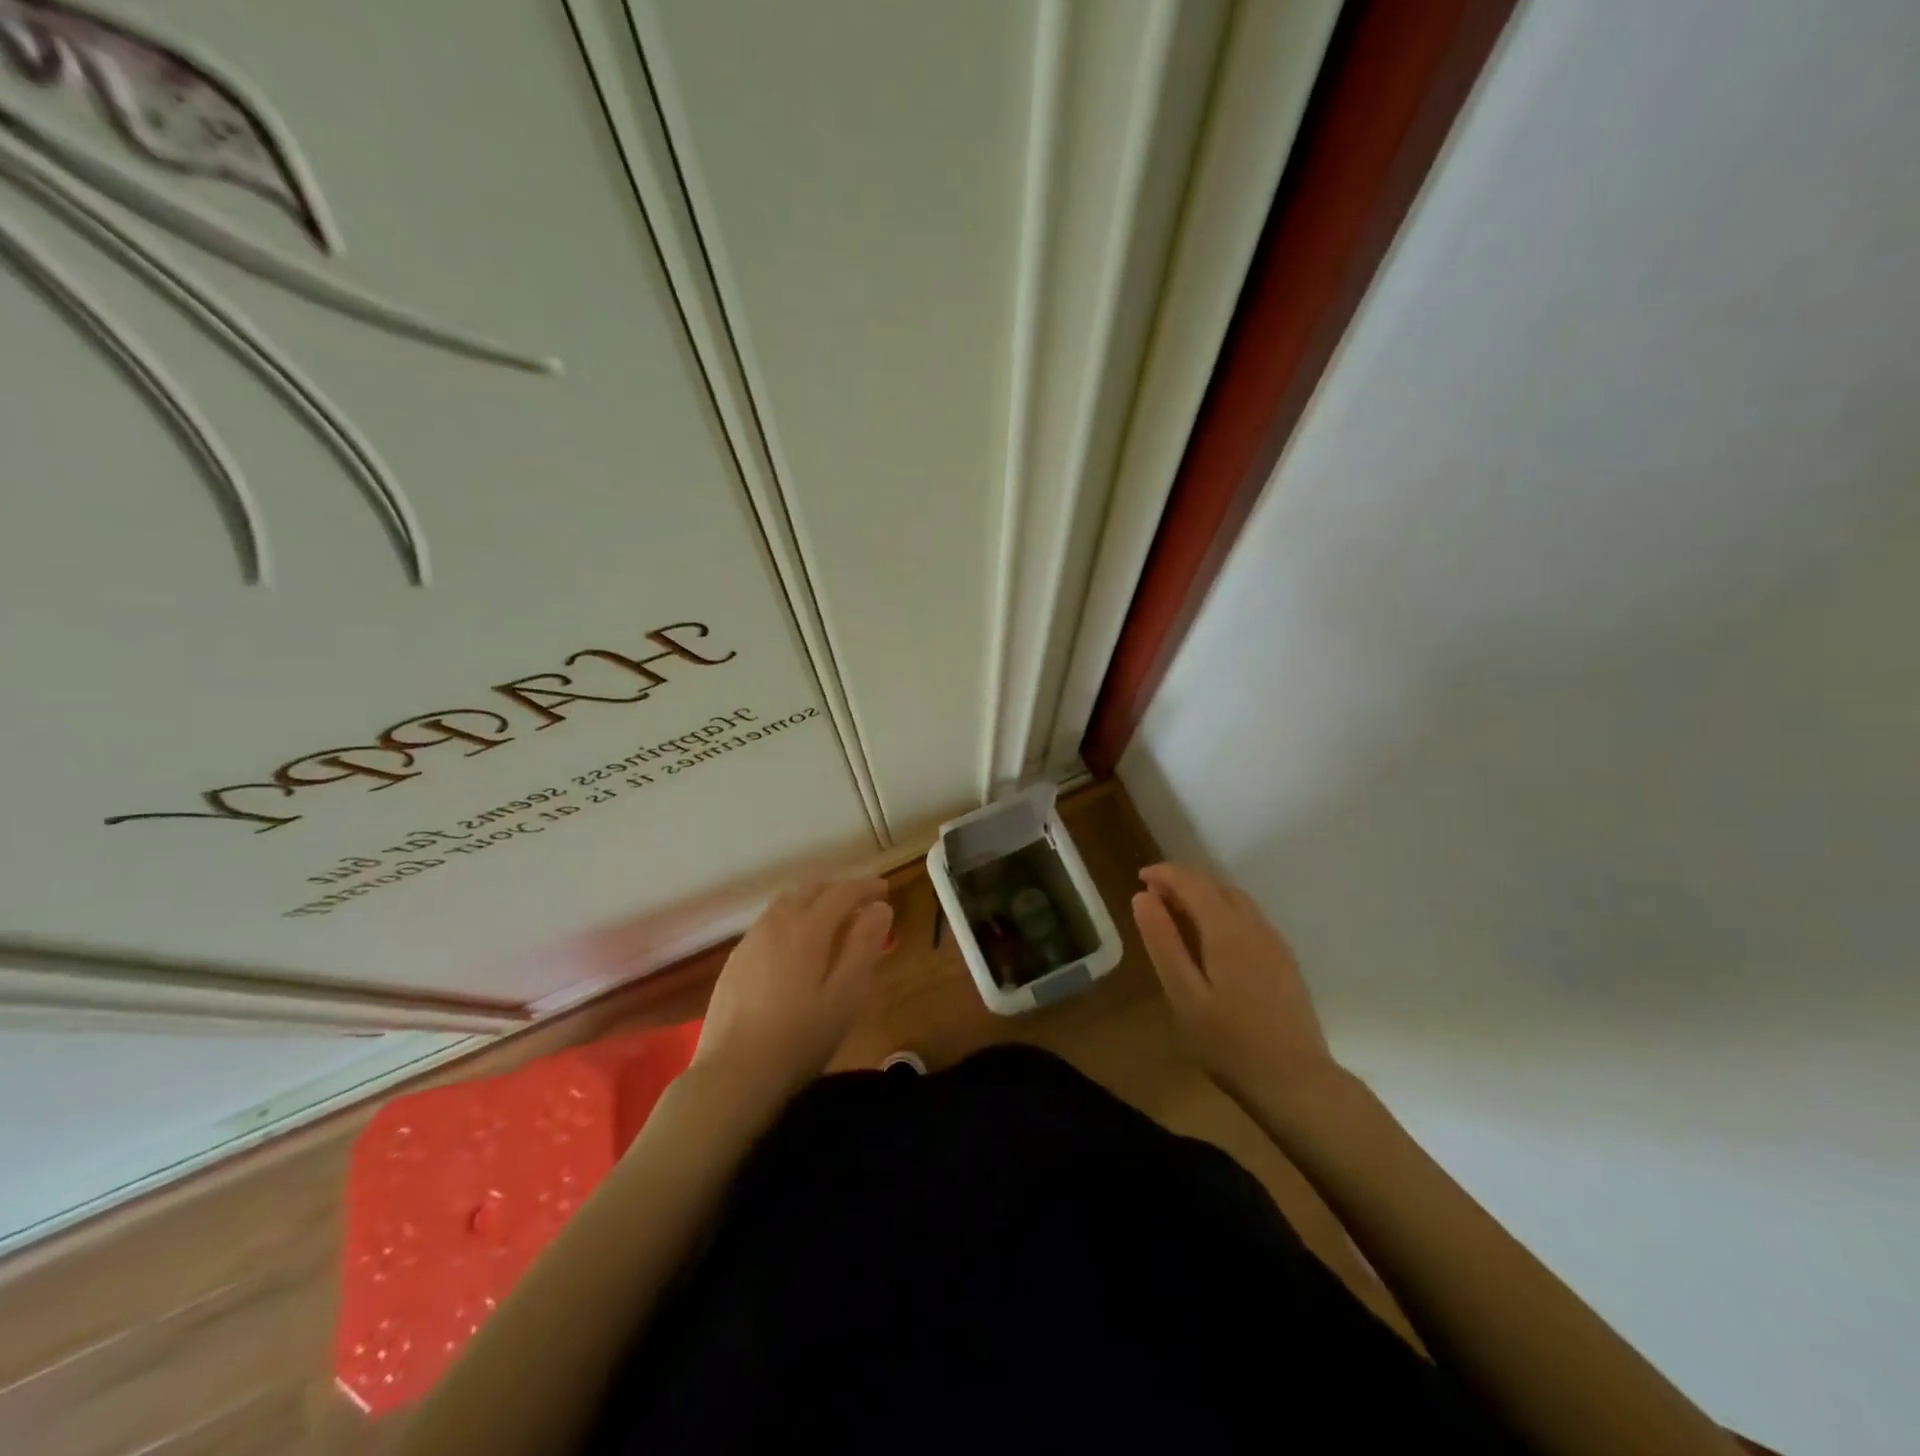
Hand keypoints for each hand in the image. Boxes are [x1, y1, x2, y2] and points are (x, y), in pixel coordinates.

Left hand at [693, 878, 892, 1105]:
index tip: (885, 889)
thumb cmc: (800, 1038)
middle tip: (862, 904)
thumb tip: (880, 908)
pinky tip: (797, 946)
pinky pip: (770, 922)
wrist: (733, 1074)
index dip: (866, 886)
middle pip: (811, 889)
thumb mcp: (846, 995)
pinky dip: (792, 918)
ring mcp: (751, 940)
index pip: (842, 892)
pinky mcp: (736, 960)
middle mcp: (776, 923)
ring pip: (786, 902)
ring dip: (814, 901)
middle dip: (839, 890)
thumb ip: (864, 946)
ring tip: (832, 921)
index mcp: (807, 928)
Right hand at [1130, 863, 1341, 1105]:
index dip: (1165, 873)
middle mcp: (1254, 926)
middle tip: (1152, 897)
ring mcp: (1274, 942)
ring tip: (1176, 913)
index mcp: (1227, 930)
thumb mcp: (1183, 995)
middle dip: (1183, 882)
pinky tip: (1211, 937)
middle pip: (1216, 885)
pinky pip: (1248, 917)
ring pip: (1235, 900)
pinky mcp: (1284, 960)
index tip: (1139, 878)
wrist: (1296, 1082)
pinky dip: (1222, 911)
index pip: (1193, 882)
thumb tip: (1142, 897)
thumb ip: (1163, 942)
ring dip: (1204, 895)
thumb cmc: (1229, 1043)